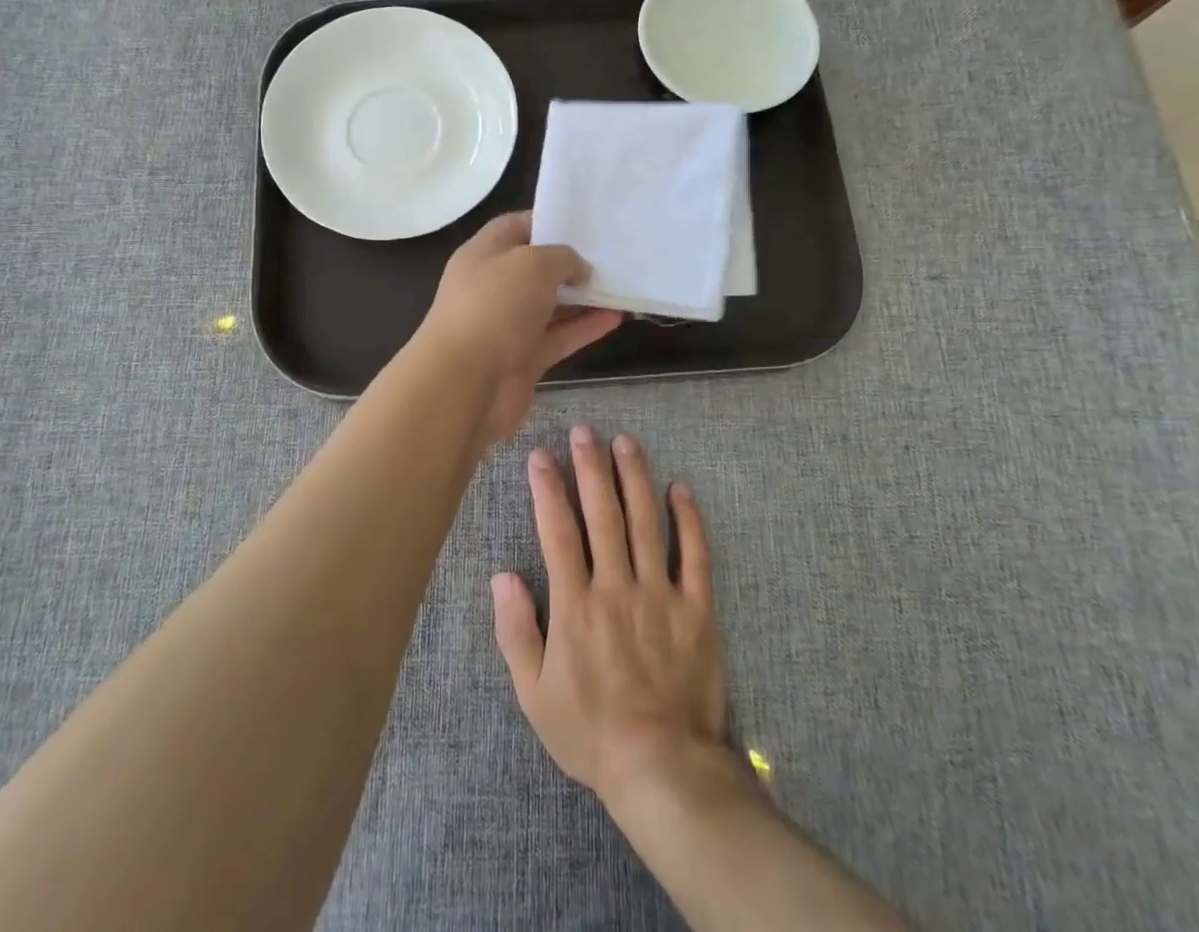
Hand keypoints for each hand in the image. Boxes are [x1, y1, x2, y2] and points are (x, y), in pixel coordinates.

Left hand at [414, 214, 621, 442]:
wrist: (464, 384)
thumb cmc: (495, 307)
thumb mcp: (533, 263)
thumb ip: (563, 258)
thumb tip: (578, 270)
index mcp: (484, 253)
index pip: (517, 227)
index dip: (548, 221)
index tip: (585, 223)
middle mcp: (493, 286)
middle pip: (536, 268)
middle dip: (571, 262)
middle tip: (612, 255)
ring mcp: (507, 325)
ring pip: (551, 305)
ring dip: (583, 298)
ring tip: (623, 285)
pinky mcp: (523, 359)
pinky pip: (559, 337)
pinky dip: (585, 328)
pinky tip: (617, 318)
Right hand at [491, 424, 727, 814]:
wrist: (662, 767)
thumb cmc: (591, 731)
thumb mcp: (534, 694)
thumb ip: (516, 631)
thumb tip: (502, 576)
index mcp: (575, 605)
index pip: (558, 531)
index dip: (548, 489)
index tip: (541, 456)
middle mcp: (616, 587)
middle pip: (602, 514)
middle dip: (591, 468)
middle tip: (585, 432)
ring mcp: (660, 594)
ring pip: (646, 522)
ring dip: (635, 478)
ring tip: (626, 442)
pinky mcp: (696, 609)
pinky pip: (694, 555)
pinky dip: (689, 519)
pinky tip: (680, 488)